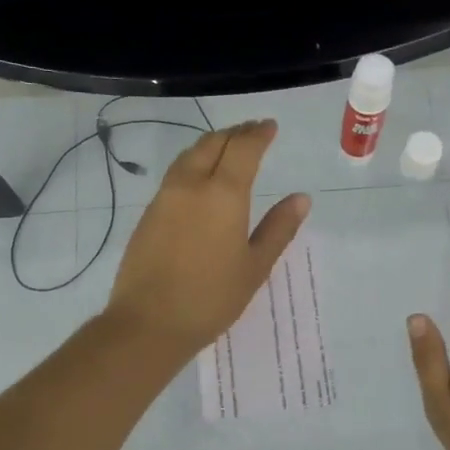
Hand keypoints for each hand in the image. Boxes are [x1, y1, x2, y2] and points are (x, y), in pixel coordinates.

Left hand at [106, 119, 310, 359]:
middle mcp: (191, 185)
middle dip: (235, 133)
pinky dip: (194, 163)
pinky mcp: (149, 213)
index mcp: (224, 194)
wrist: (149, 322)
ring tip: (228, 147)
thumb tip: (301, 198)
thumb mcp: (255, 266)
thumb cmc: (211, 298)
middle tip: (252, 131)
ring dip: (212, 144)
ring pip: (190, 155)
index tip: (270, 127)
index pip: (243, 148)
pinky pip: (175, 174)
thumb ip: (278, 228)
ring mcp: (165, 197)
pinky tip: (201, 177)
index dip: (258, 134)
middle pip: (213, 143)